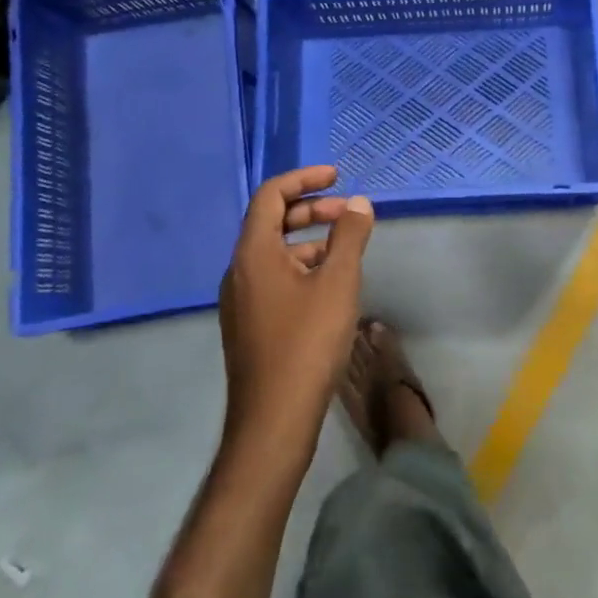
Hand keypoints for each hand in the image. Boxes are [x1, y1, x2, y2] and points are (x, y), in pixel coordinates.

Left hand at [218, 166, 373, 459]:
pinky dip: (302, 267)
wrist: (273, 421)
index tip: (336, 176)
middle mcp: (239, 270)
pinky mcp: (249, 324)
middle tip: (348, 213)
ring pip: (275, 253)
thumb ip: (349, 236)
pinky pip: (274, 278)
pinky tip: (330, 286)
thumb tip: (358, 202)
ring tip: (347, 250)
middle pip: (272, 221)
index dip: (304, 178)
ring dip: (310, 240)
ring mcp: (241, 300)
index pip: (271, 195)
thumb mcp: (338, 283)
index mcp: (253, 253)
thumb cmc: (306, 343)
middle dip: (312, 210)